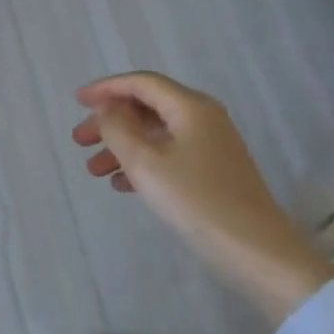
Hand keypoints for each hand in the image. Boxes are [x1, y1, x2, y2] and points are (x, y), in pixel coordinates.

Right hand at [72, 72, 320, 290]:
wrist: (255, 250)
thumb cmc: (196, 200)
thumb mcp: (145, 163)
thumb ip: (118, 129)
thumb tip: (109, 109)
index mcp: (190, 107)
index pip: (142, 83)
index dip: (106, 88)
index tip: (77, 101)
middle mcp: (203, 118)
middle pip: (147, 107)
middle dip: (110, 122)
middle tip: (79, 141)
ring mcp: (211, 145)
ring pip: (156, 134)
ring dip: (122, 146)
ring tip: (93, 170)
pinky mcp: (213, 171)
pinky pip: (169, 155)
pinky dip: (142, 163)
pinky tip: (120, 184)